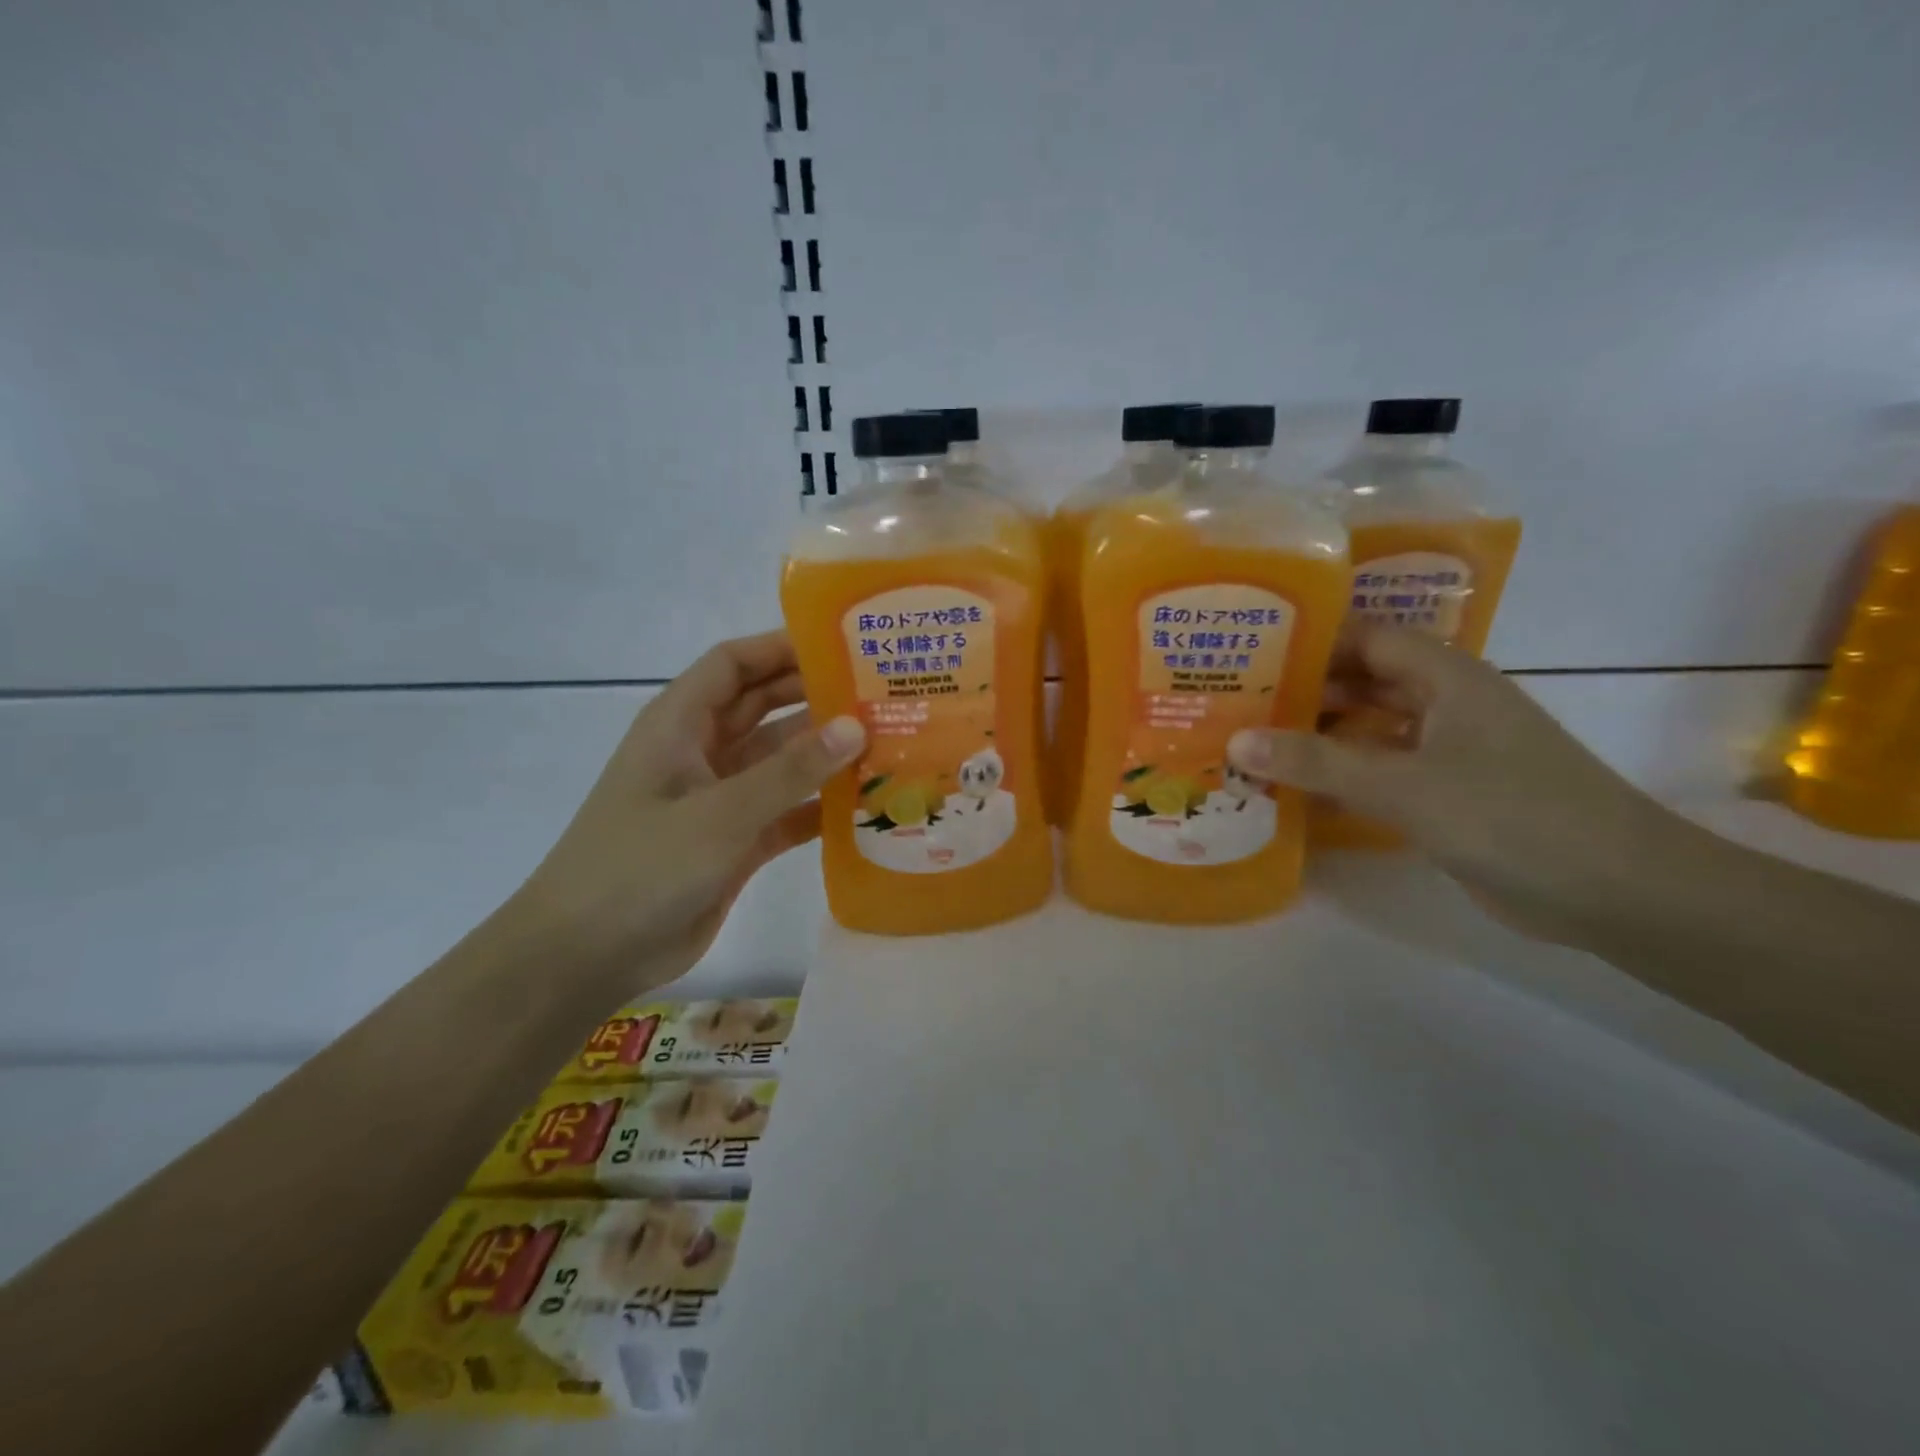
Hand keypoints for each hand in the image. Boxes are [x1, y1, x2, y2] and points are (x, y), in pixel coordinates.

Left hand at [509, 630, 862, 990]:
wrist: (587, 956)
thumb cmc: (641, 867)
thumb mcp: (720, 813)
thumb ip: (791, 771)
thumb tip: (856, 725)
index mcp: (680, 724)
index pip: (734, 664)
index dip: (782, 647)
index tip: (845, 646)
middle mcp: (701, 752)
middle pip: (764, 707)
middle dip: (816, 698)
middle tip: (880, 694)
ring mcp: (720, 799)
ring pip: (781, 762)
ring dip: (825, 755)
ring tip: (888, 745)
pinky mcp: (736, 843)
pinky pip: (786, 812)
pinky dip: (819, 808)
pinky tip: (866, 806)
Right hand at [1229, 624, 1682, 940]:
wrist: (1617, 892)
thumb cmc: (1512, 816)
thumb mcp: (1404, 785)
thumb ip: (1317, 762)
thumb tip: (1237, 740)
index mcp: (1447, 678)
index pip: (1366, 638)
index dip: (1310, 640)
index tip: (1248, 652)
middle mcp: (1445, 705)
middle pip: (1362, 682)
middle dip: (1302, 691)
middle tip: (1235, 702)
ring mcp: (1448, 752)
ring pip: (1368, 730)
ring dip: (1317, 736)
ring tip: (1249, 742)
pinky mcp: (1447, 795)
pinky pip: (1380, 772)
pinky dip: (1340, 776)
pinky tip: (1293, 789)